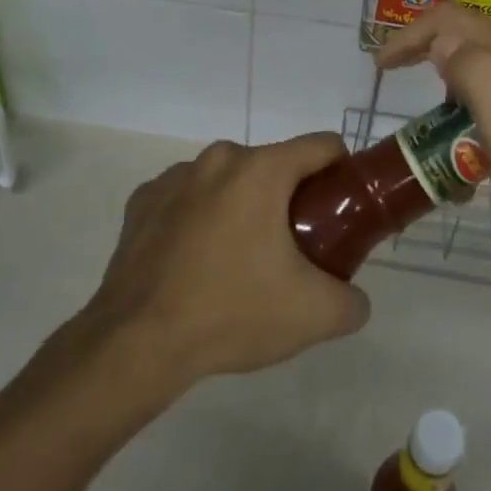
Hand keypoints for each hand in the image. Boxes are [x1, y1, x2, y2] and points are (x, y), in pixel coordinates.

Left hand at [82, 134, 370, 388]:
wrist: (136, 344)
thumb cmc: (231, 313)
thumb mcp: (312, 315)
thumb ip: (352, 301)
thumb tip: (354, 298)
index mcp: (262, 169)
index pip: (322, 146)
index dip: (341, 174)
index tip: (341, 210)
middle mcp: (219, 158)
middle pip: (274, 166)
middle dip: (289, 200)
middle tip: (291, 251)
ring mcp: (175, 176)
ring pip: (228, 180)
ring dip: (242, 207)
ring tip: (238, 263)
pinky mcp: (143, 200)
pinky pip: (188, 198)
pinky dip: (199, 218)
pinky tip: (194, 262)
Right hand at [378, 5, 490, 251]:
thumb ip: (476, 79)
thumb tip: (443, 42)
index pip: (449, 19)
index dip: (408, 36)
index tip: (382, 67)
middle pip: (468, 30)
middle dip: (430, 54)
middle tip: (409, 96)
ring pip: (490, 51)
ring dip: (459, 75)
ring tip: (450, 124)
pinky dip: (487, 86)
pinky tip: (490, 125)